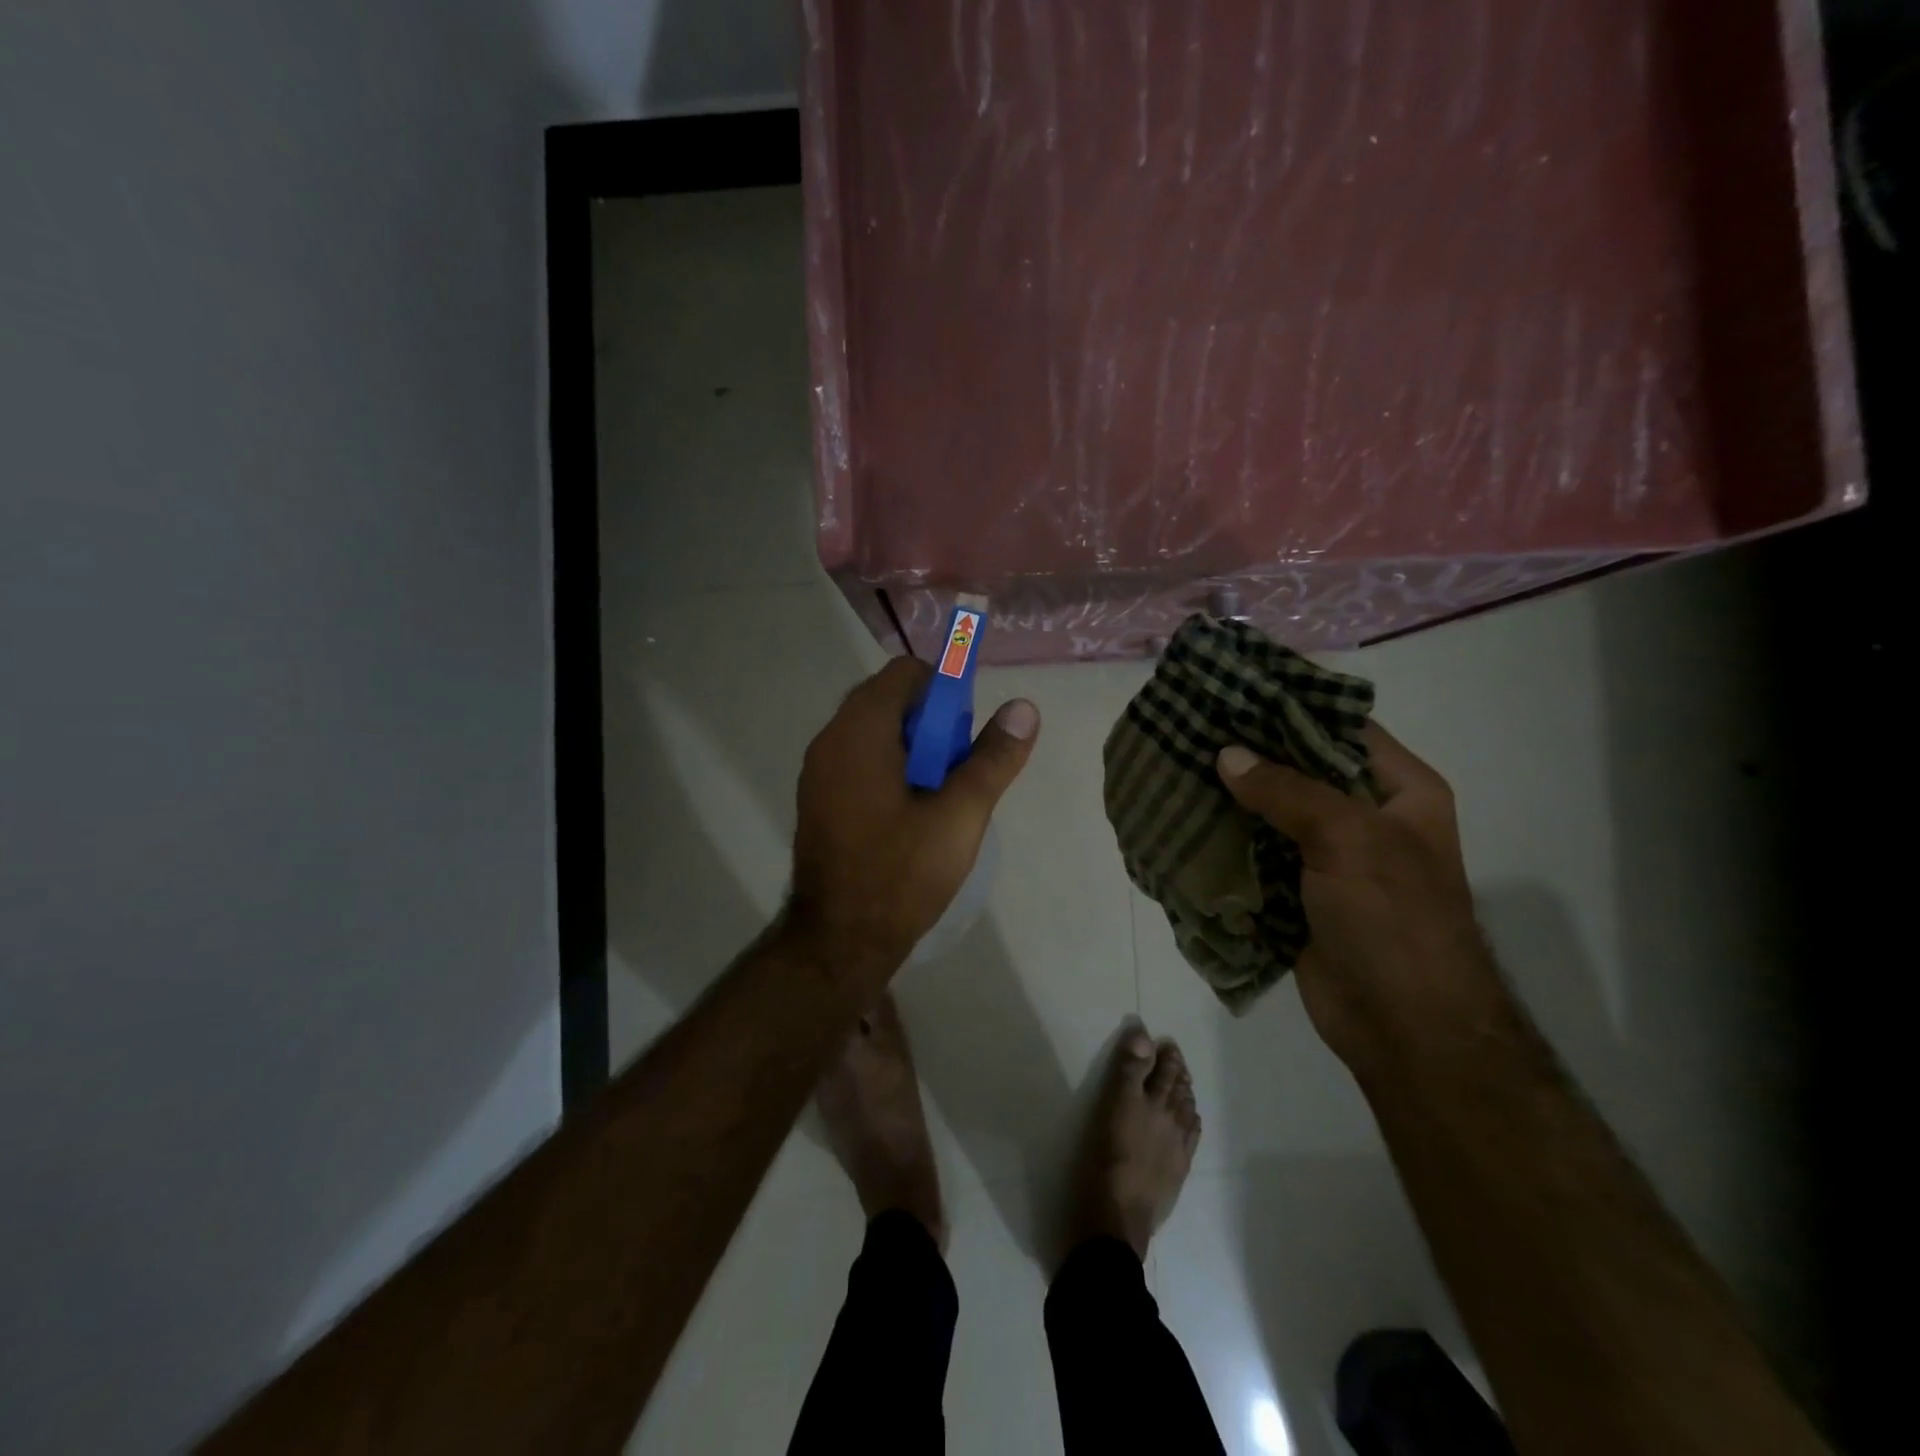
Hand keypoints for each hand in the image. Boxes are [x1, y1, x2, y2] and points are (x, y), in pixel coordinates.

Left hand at [786, 657, 1039, 982]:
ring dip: (911, 747)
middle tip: (956, 768)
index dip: (944, 689)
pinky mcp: (816, 800)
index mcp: (860, 731)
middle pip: (888, 700)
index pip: (905, 673)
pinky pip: (857, 760)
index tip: (966, 732)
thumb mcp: (960, 815)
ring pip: (872, 733)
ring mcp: (817, 772)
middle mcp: (829, 740)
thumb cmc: (901, 874)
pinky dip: (887, 767)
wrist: (839, 941)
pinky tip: (909, 812)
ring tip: (939, 794)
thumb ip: (993, 758)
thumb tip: (1024, 707)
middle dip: (930, 722)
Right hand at [1215, 723, 1503, 1068]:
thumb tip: (1226, 755)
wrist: (1403, 1026)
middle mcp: (1365, 817)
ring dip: (1231, 798)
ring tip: (1177, 765)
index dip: (1291, 707)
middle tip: (1191, 727)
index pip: (1341, 729)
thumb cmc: (1394, 918)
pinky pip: (1256, 854)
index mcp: (1399, 792)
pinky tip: (1184, 819)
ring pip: (1272, 813)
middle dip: (1250, 754)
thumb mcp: (1349, 838)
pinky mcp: (1296, 892)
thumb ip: (1286, 791)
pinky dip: (1225, 841)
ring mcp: (1328, 857)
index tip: (1233, 691)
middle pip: (1300, 770)